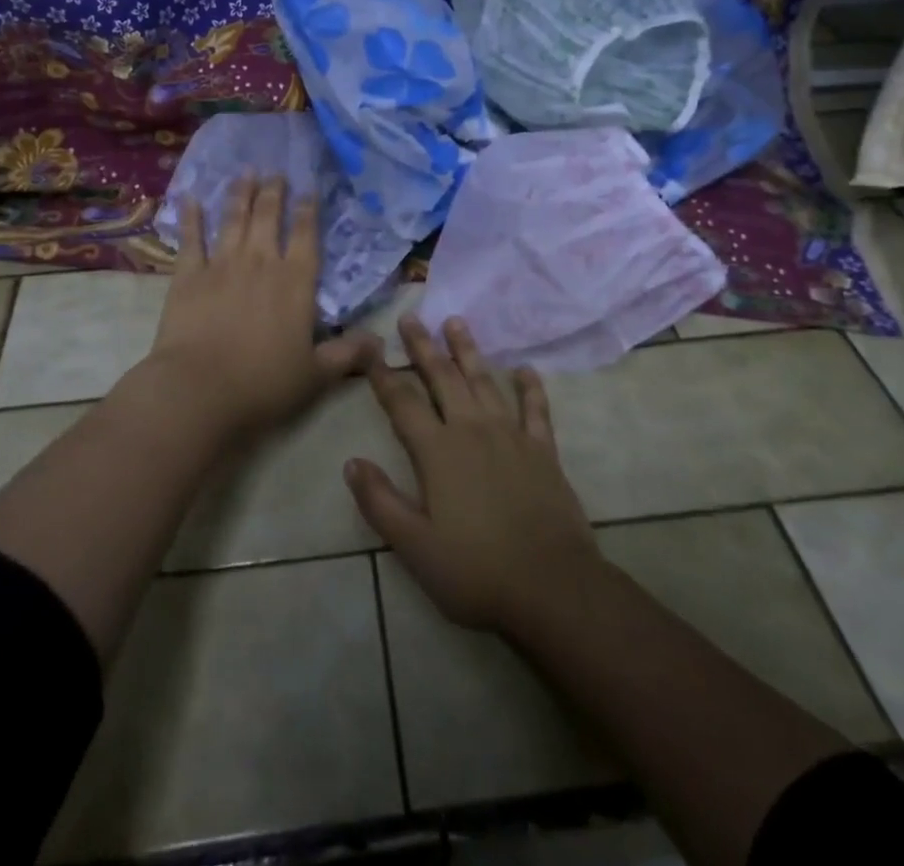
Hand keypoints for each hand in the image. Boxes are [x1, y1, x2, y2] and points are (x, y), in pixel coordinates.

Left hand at [134, 176, 379, 442]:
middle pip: (269, 217)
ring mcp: (222, 265)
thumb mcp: (316, 375)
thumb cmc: (264, 384)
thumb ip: (348, 354)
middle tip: (275, 172)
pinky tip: (190, 198)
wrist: (200, 390)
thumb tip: (381, 343)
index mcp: (296, 282)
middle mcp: (261, 263)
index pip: (306, 236)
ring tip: (245, 173)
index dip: (308, 210)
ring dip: (240, 194)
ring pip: (234, 219)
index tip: (308, 189)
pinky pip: (191, 239)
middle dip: (274, 192)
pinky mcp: (188, 275)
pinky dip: (191, 217)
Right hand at [345, 316, 601, 633]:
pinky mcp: (543, 450)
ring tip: (456, 322)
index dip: (383, 375)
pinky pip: (535, 408)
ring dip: (468, 350)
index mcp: (437, 451)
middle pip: (442, 378)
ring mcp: (510, 435)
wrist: (552, 587)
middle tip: (411, 317)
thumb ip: (380, 502)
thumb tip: (351, 462)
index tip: (370, 349)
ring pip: (484, 381)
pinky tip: (525, 369)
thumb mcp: (414, 546)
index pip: (402, 403)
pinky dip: (529, 387)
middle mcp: (471, 430)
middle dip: (424, 346)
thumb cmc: (476, 571)